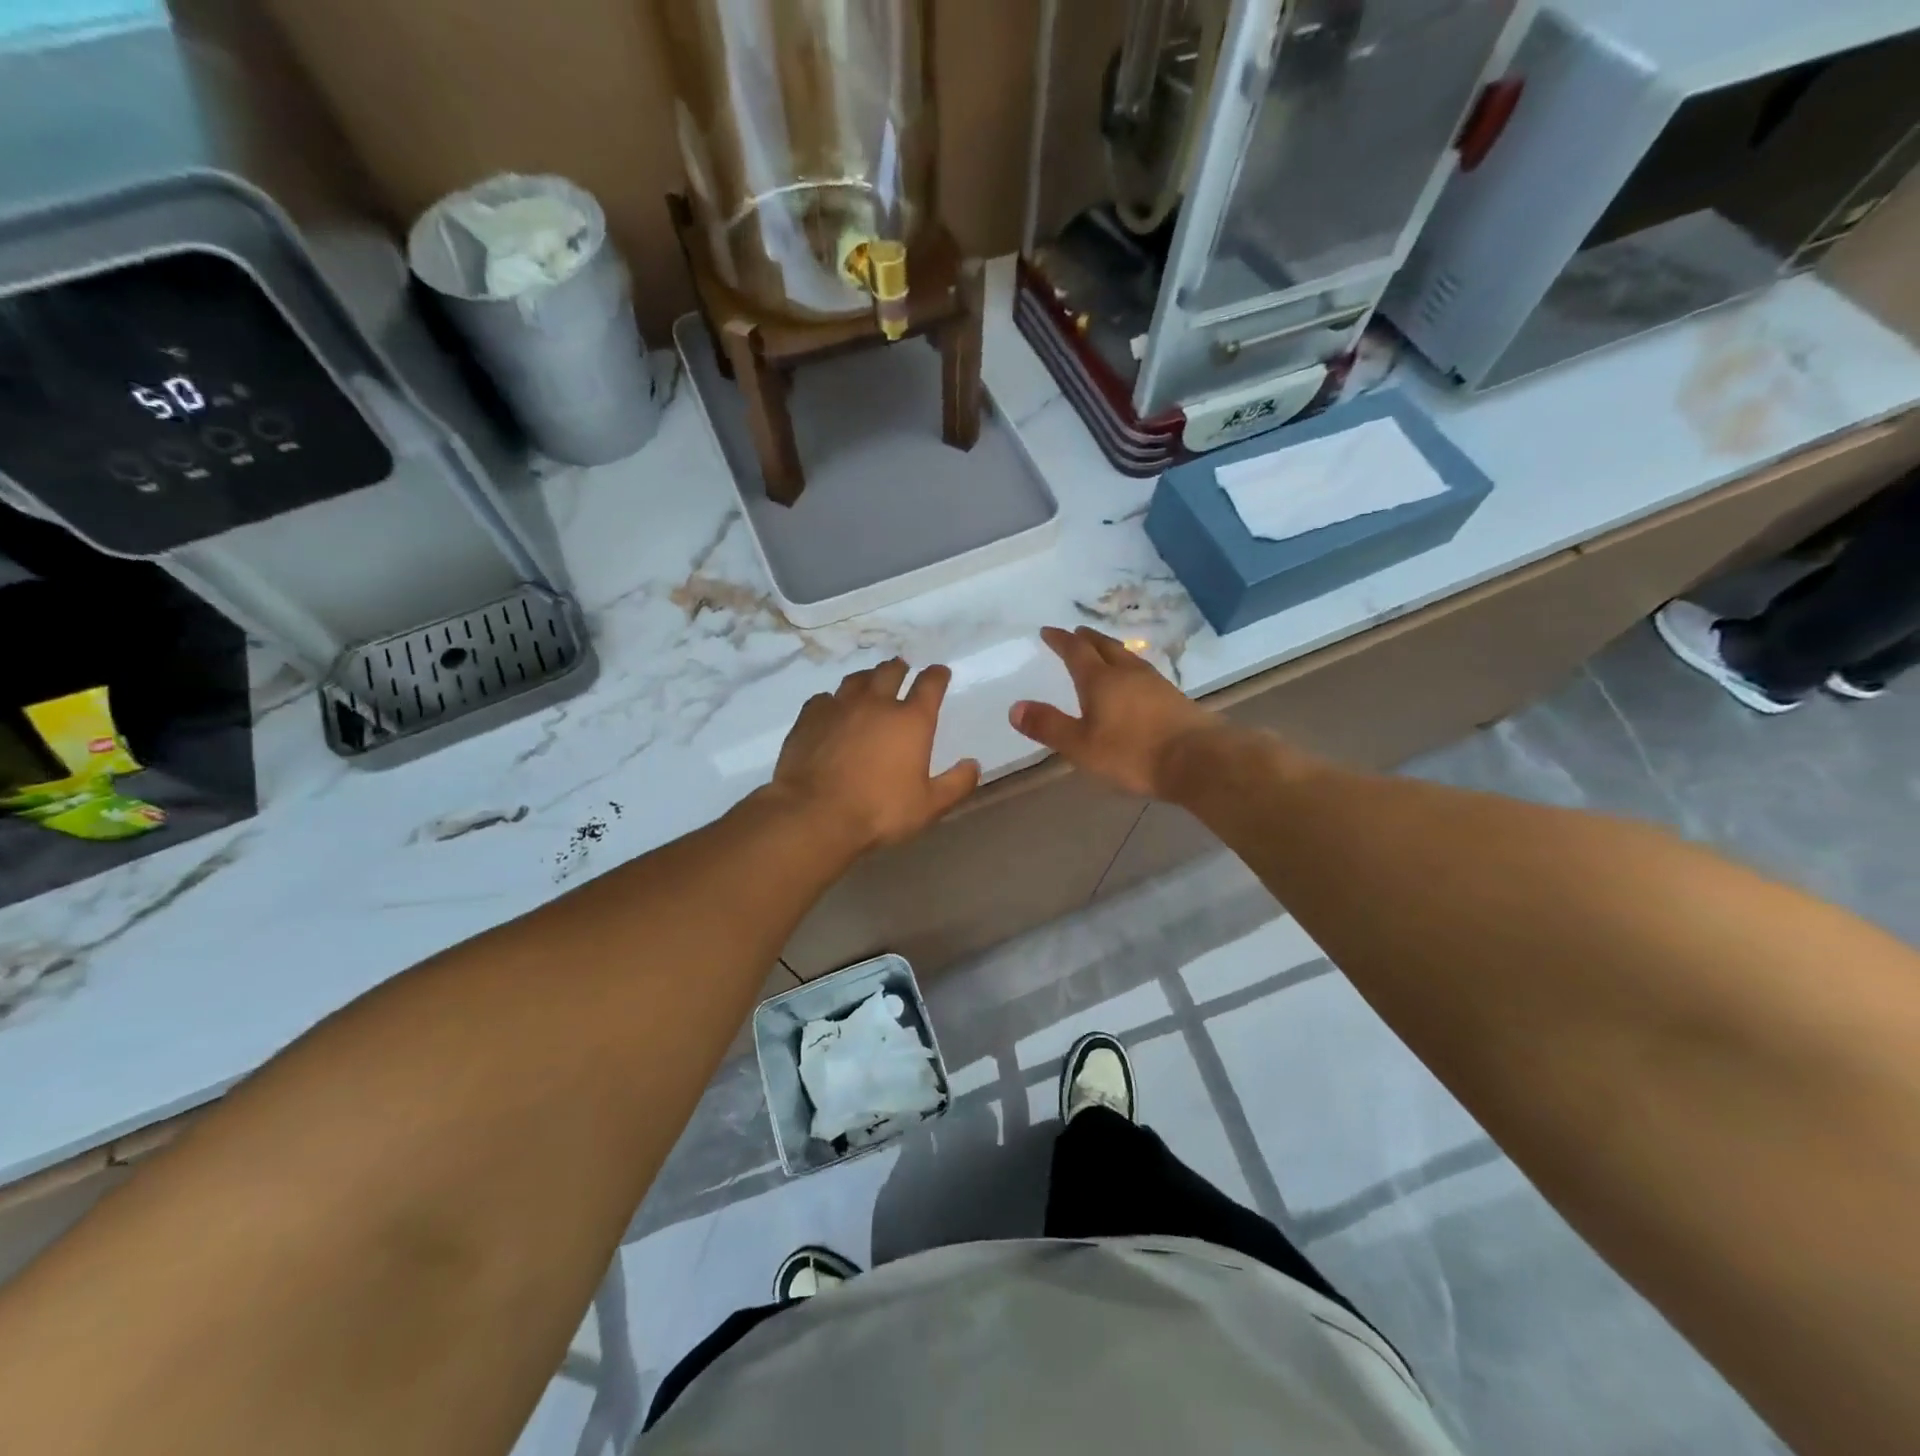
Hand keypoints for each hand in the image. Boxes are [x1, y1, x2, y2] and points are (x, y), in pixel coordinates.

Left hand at [769, 658, 980, 852]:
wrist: (815, 814)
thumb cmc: (879, 811)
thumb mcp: (929, 806)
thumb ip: (956, 784)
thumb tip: (973, 765)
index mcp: (911, 720)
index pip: (930, 685)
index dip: (937, 675)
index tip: (940, 672)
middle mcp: (876, 704)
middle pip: (890, 672)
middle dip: (900, 668)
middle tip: (902, 670)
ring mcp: (839, 707)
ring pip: (856, 680)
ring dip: (868, 678)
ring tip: (870, 682)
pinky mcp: (809, 718)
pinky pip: (824, 698)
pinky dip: (833, 700)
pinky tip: (832, 708)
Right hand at [1010, 626, 1223, 798]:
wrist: (1199, 761)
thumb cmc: (1133, 753)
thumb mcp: (1081, 746)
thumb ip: (1048, 726)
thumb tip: (1015, 707)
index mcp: (1100, 680)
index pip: (1076, 651)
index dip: (1060, 640)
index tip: (1048, 631)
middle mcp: (1128, 673)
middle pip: (1105, 647)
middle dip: (1088, 639)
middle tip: (1076, 633)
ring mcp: (1155, 683)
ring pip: (1128, 658)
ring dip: (1111, 651)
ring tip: (1104, 652)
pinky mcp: (1175, 699)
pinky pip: (1144, 674)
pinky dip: (1130, 670)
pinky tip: (1135, 683)